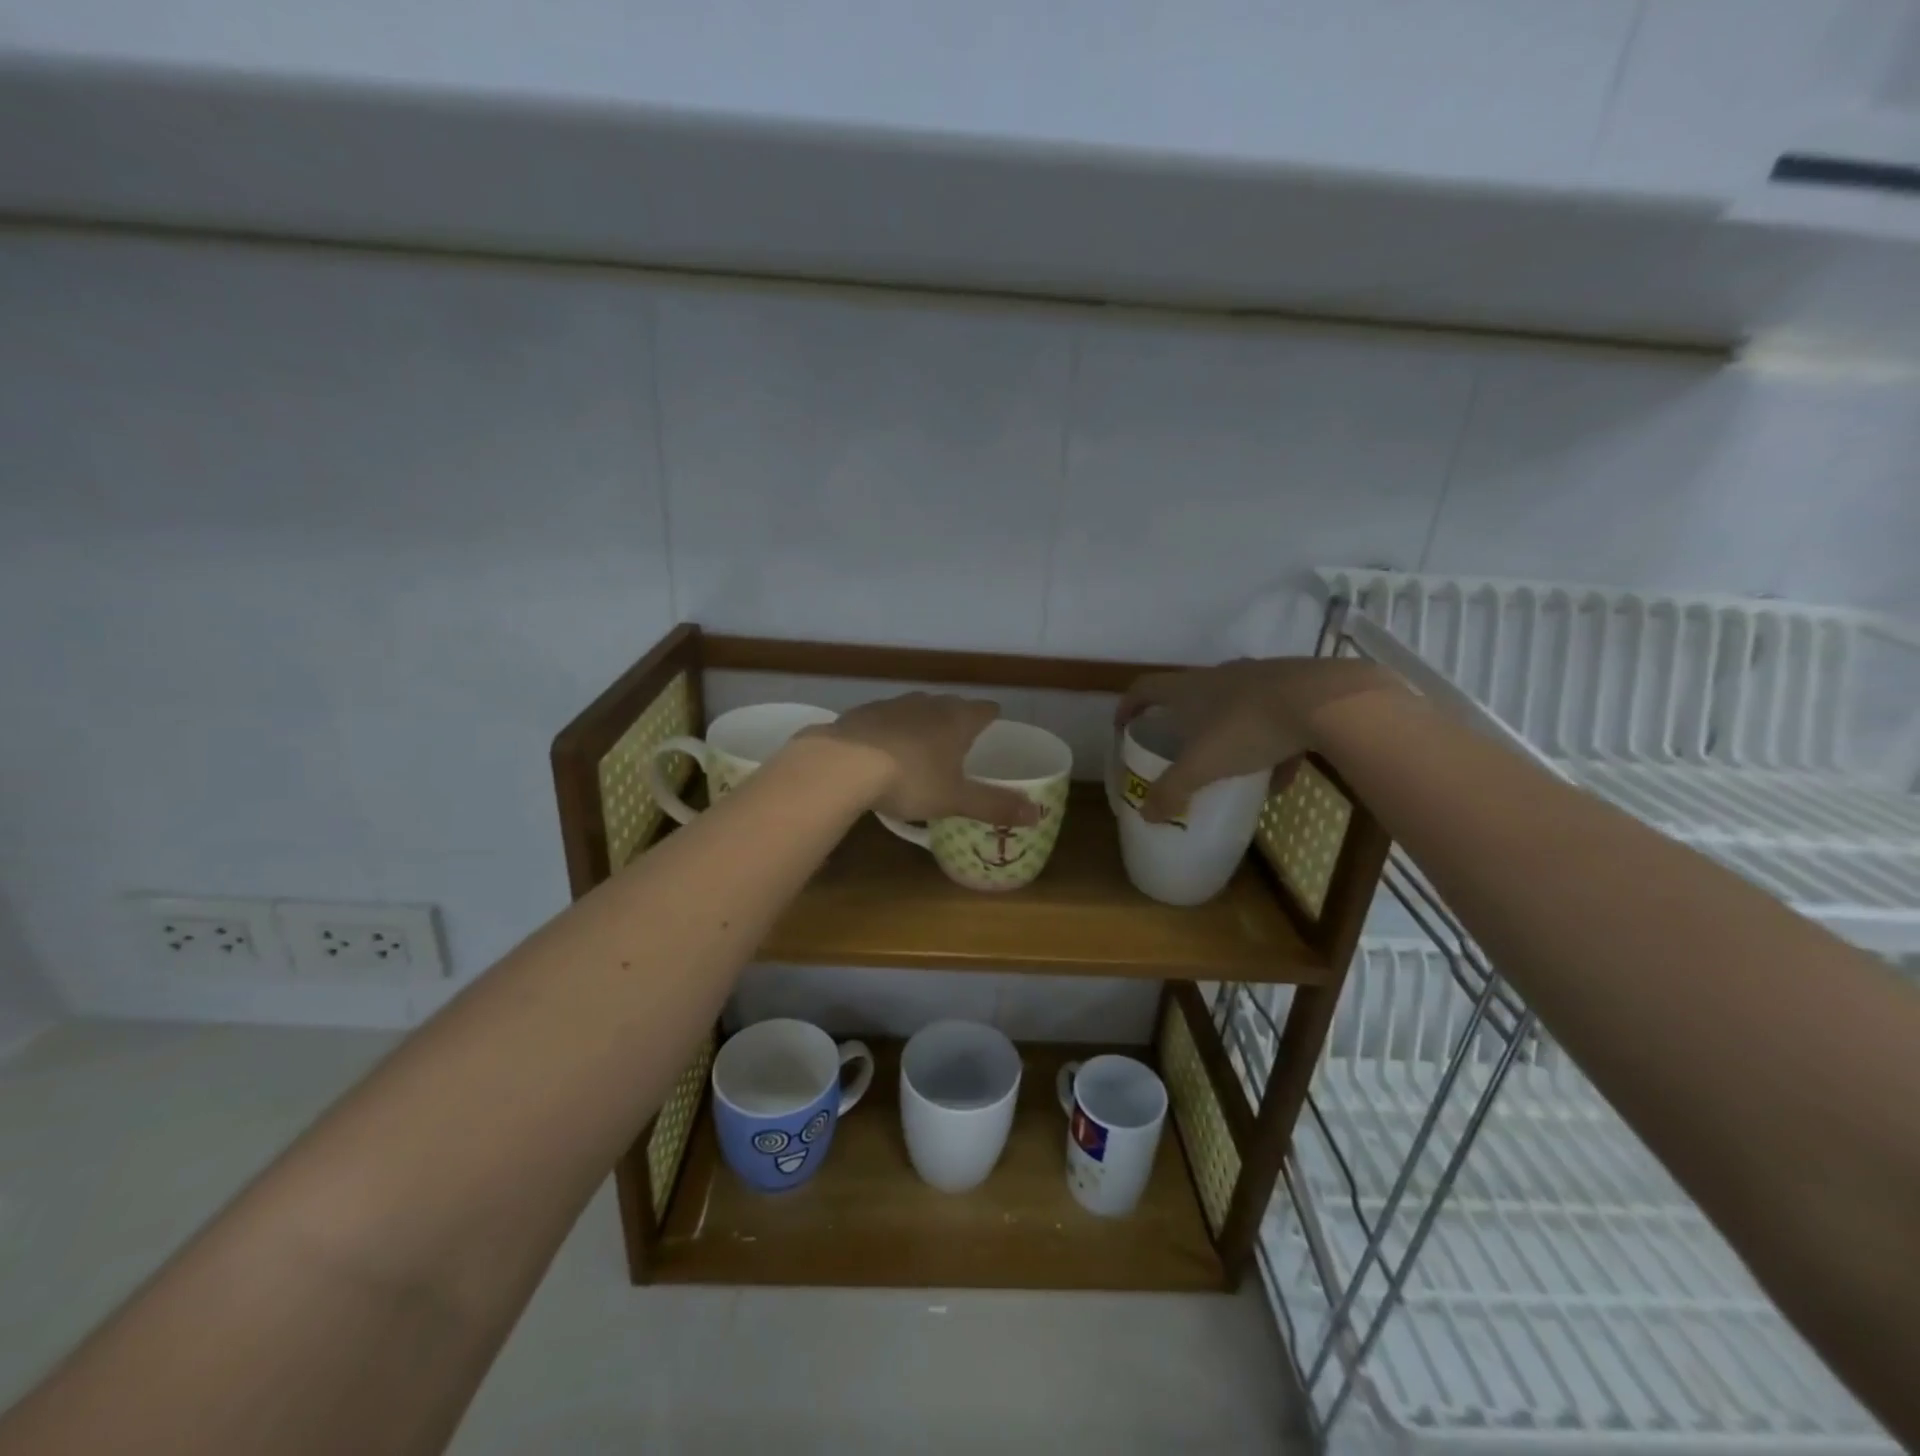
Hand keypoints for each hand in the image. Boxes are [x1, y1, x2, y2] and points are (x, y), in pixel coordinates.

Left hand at [802, 694, 1041, 825]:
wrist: (844, 764)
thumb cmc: (911, 780)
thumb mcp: (955, 799)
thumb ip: (995, 806)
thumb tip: (1038, 814)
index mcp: (957, 720)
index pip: (984, 710)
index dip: (991, 716)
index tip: (994, 721)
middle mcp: (928, 704)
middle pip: (950, 704)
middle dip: (957, 717)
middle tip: (960, 736)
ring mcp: (892, 704)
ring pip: (916, 707)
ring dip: (922, 720)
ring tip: (922, 741)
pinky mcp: (862, 712)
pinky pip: (884, 717)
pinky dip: (889, 728)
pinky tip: (882, 746)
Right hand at [1116, 658, 1404, 822]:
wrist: (1327, 702)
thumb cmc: (1247, 728)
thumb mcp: (1202, 767)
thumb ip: (1172, 791)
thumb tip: (1145, 815)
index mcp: (1189, 688)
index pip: (1144, 689)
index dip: (1128, 706)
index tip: (1124, 727)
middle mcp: (1220, 676)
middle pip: (1190, 695)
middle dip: (1182, 723)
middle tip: (1180, 750)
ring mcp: (1260, 678)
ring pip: (1234, 708)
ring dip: (1228, 737)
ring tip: (1232, 771)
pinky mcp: (1296, 688)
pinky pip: (1274, 719)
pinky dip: (1271, 748)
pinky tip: (1281, 779)